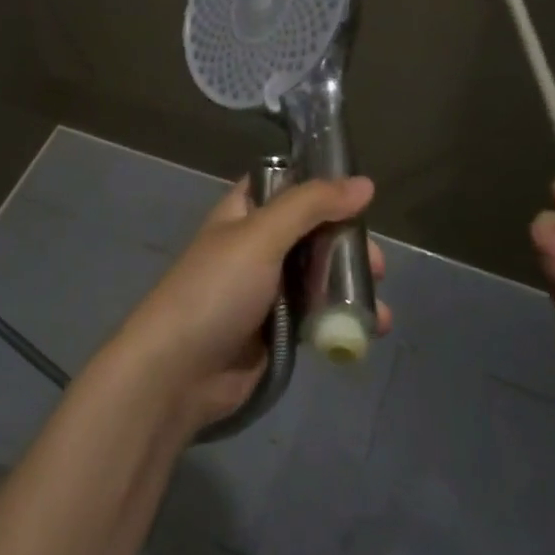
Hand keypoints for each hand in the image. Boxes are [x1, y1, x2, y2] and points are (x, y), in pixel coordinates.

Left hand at [115, 176, 388, 431]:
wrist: (177, 372)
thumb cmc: (216, 291)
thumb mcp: (261, 236)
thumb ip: (311, 206)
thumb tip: (364, 183)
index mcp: (244, 213)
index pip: (286, 183)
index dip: (321, 184)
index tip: (360, 194)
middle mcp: (257, 245)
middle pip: (313, 232)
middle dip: (348, 245)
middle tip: (375, 265)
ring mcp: (267, 289)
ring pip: (320, 274)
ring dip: (351, 285)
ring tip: (377, 308)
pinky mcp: (277, 329)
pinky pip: (317, 313)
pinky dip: (341, 317)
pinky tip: (368, 328)